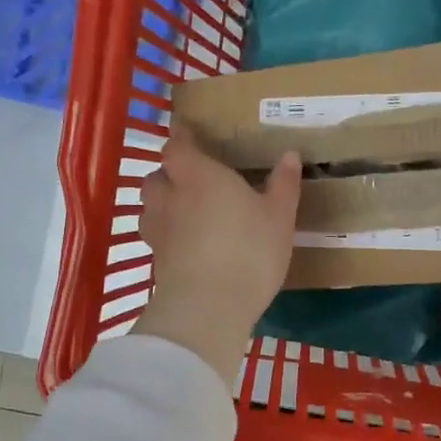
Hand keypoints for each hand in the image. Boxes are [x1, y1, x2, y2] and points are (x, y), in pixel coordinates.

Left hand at [133, 124, 300, 382]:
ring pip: (150, 206)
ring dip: (162, 203)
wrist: (209, 305)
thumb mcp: (279, 217)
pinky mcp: (156, 260)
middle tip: (192, 178)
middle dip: (170, 173)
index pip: (178, 146)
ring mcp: (158, 229)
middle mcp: (171, 196)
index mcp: (199, 175)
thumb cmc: (249, 249)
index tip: (189, 134)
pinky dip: (166, 233)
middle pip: (157, 175)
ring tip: (184, 210)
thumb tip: (290, 155)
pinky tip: (184, 243)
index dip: (182, 138)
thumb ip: (283, 184)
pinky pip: (156, 236)